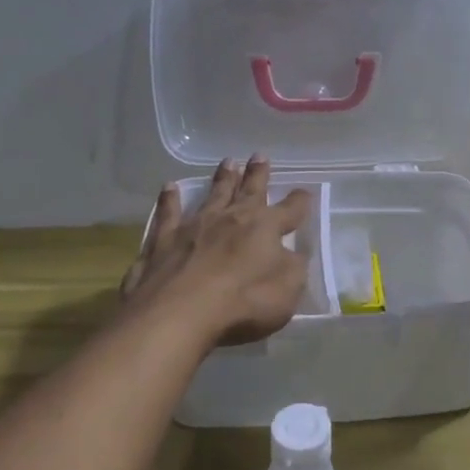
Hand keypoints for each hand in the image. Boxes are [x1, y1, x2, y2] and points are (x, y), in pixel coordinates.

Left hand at [120, 155, 313, 346]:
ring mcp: (194, 227)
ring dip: (222, 179)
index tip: (305, 192)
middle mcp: (231, 218)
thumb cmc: (244, 302)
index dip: (300, 201)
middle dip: (257, 174)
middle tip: (260, 155)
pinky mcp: (163, 241)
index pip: (290, 210)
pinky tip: (168, 188)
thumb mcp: (288, 290)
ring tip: (227, 162)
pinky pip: (168, 214)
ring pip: (212, 195)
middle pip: (249, 191)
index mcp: (265, 228)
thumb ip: (293, 267)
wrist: (180, 313)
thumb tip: (293, 253)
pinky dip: (169, 200)